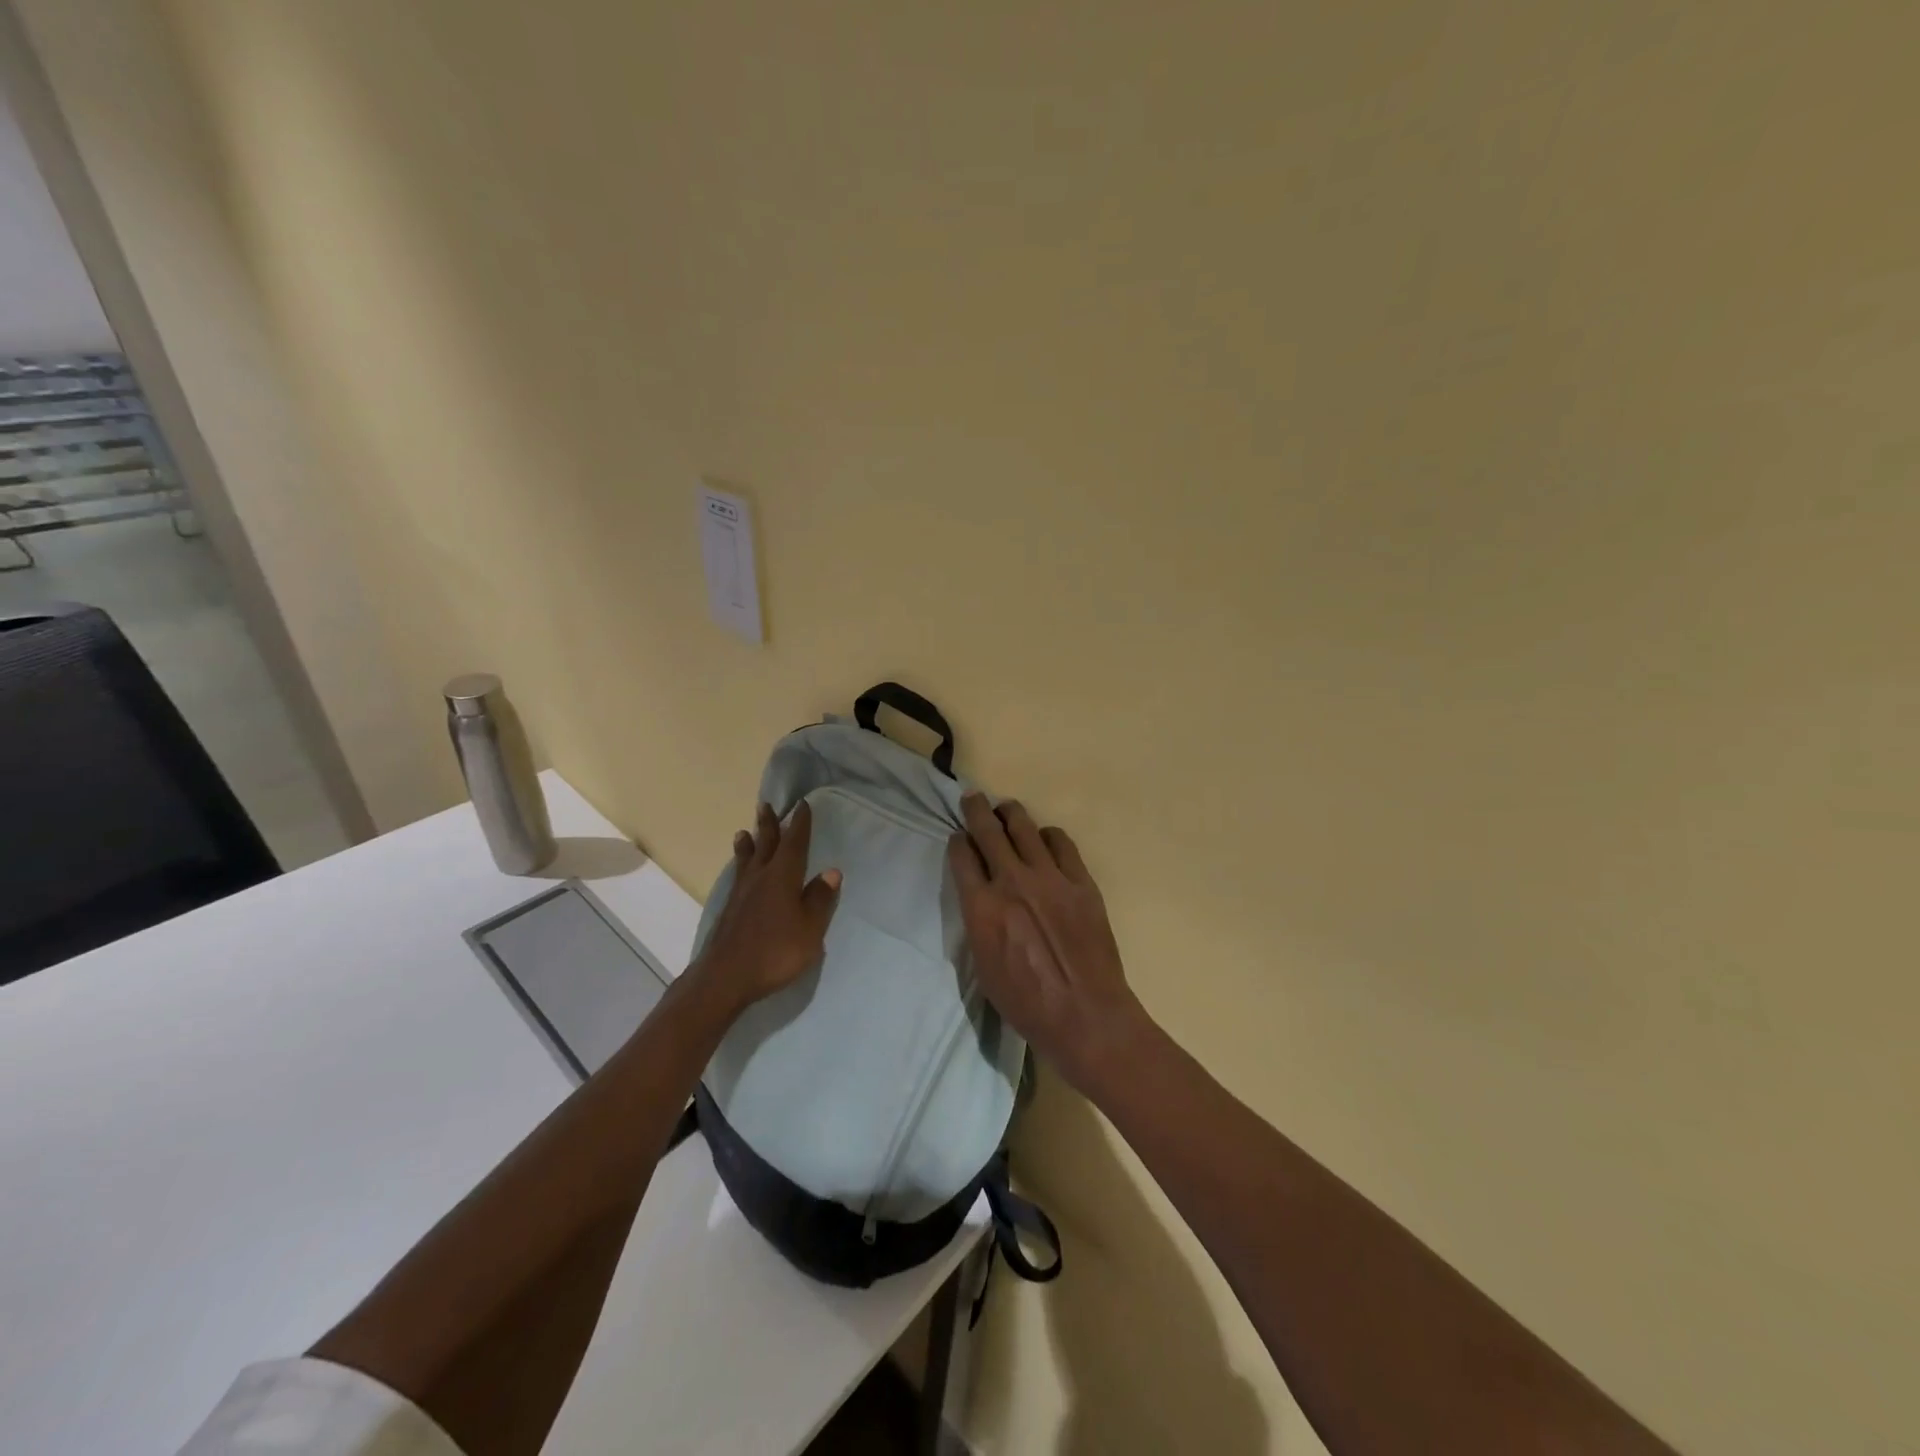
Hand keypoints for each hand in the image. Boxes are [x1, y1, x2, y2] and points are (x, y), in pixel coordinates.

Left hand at [694, 801, 841, 1014]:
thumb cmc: (775, 951)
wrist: (725, 977)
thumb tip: (831, 872)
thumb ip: (819, 899)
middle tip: (766, 805)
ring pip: (747, 860)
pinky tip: (740, 872)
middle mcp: (760, 877)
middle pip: (766, 844)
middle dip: (769, 825)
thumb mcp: (809, 929)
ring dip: (749, 843)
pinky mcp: (729, 910)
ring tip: (744, 832)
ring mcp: (741, 894)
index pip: (794, 843)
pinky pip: (738, 876)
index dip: (800, 824)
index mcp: (783, 876)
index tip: (802, 805)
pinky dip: (741, 865)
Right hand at [949, 793, 1148, 1093]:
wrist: (1085, 1015)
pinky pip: (1062, 843)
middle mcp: (1012, 882)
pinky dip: (1048, 836)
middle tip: (973, 798)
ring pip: (1025, 827)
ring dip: (1011, 814)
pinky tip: (1045, 840)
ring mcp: (1050, 878)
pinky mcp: (1081, 881)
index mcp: (982, 907)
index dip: (957, 841)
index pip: (962, 857)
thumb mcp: (983, 967)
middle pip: (988, 830)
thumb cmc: (1026, 1003)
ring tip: (1007, 810)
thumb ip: (979, 922)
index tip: (957, 837)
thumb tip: (980, 897)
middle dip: (976, 810)